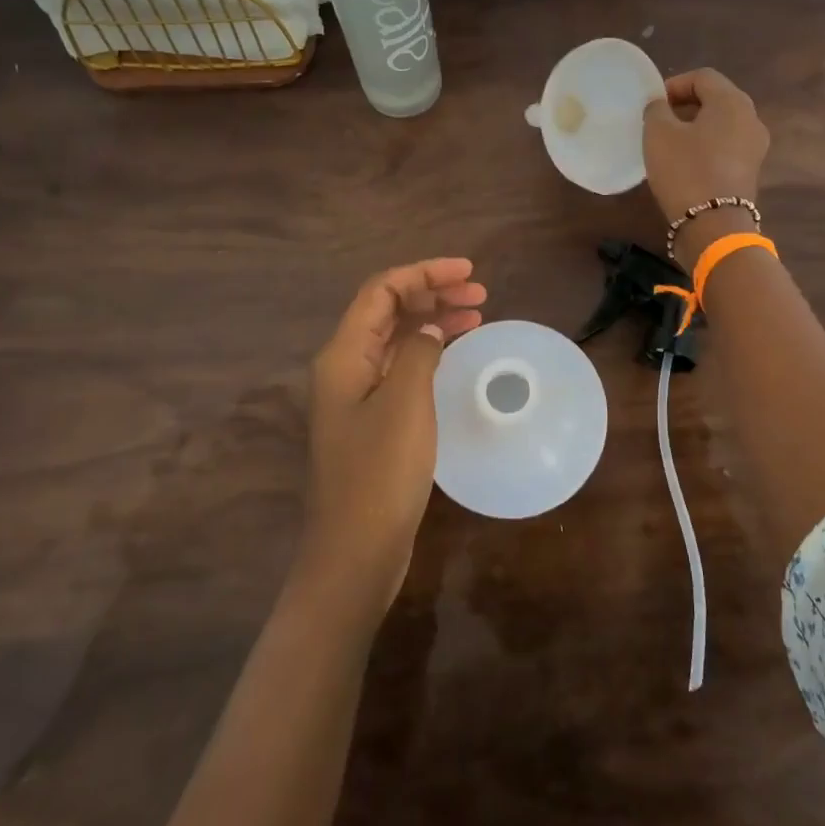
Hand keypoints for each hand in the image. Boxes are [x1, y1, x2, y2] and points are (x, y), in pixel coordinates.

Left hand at [302, 259, 486, 618]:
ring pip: (397, 339)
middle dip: (432, 292)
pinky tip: (454, 353)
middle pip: (388, 310)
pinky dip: (429, 351)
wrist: (355, 553)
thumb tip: (428, 330)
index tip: (469, 272)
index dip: (424, 272)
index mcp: (344, 355)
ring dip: (433, 320)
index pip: (382, 290)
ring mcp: (357, 395)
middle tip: (479, 294)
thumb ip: (419, 353)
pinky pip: (402, 367)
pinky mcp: (372, 420)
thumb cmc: (380, 474)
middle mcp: (346, 367)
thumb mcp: (406, 404)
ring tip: (476, 314)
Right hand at [643, 68, 770, 225]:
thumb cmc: (685, 170)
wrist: (713, 225)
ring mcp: (755, 147)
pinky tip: (685, 162)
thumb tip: (661, 105)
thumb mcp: (658, 134)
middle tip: (659, 120)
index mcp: (732, 102)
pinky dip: (706, 146)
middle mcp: (751, 119)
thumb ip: (657, 110)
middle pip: (716, 99)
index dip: (675, 84)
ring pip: (722, 124)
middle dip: (686, 105)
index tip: (653, 104)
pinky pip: (726, 146)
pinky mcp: (750, 171)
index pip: (703, 77)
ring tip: (669, 142)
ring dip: (696, 127)